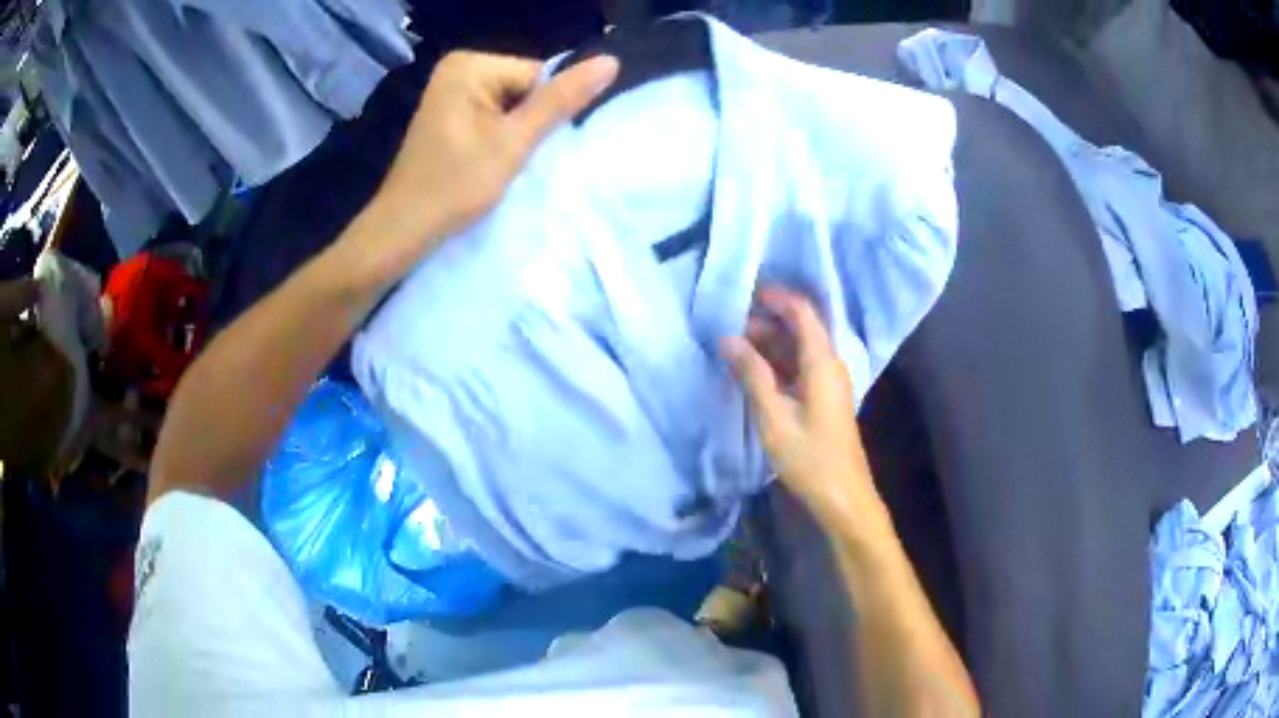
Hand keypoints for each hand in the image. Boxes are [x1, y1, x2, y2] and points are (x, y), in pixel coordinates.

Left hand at [364, 51, 618, 254]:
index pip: (538, 75)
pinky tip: (485, 160)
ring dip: (514, 133)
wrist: (403, 229)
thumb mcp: (514, 142)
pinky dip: (498, 137)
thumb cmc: (455, 186)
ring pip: (512, 103)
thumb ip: (561, 101)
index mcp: (470, 65)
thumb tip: (611, 61)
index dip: (542, 113)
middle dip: (526, 122)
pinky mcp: (449, 111)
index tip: (523, 146)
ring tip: (495, 161)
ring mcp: (451, 89)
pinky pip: (492, 114)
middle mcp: (458, 67)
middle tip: (508, 157)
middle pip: (525, 87)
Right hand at [722, 288, 878, 520]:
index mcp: (823, 363)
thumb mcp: (774, 417)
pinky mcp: (823, 399)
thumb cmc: (810, 458)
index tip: (744, 293)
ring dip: (770, 343)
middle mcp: (830, 365)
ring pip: (799, 349)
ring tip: (734, 345)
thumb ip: (752, 374)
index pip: (803, 313)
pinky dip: (777, 364)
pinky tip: (753, 372)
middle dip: (767, 320)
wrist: (843, 497)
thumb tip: (728, 338)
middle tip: (730, 323)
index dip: (776, 298)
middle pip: (801, 328)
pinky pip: (799, 368)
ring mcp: (828, 383)